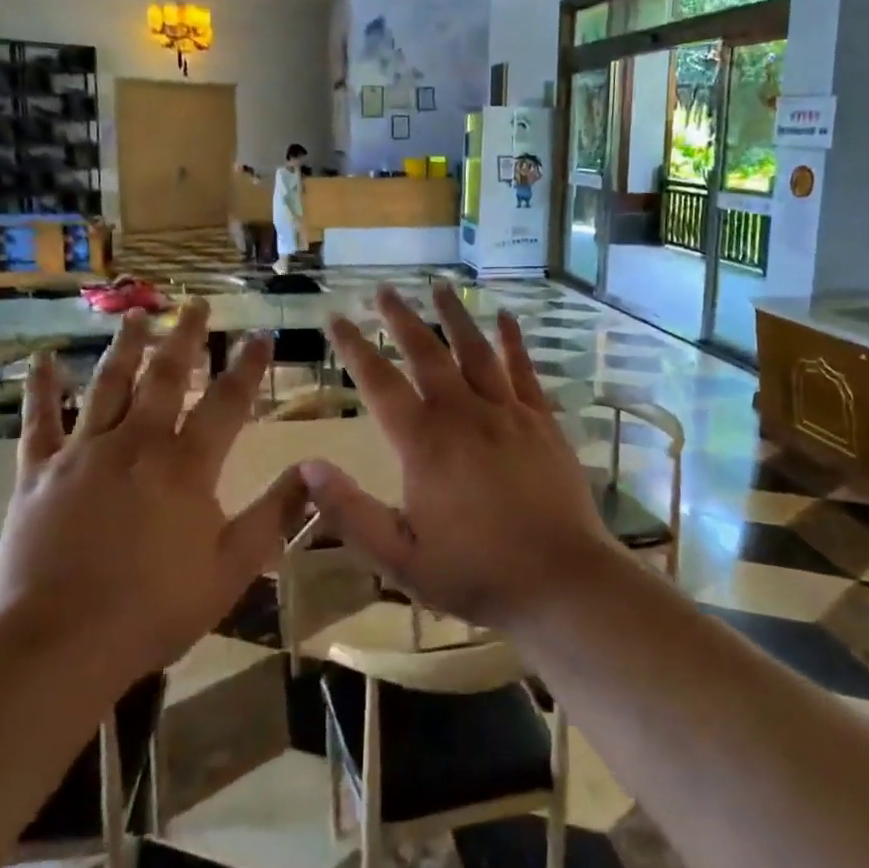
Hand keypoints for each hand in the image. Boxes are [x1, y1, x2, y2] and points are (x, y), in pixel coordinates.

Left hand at [0, 302, 304, 679]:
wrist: (56, 644)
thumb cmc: (153, 609)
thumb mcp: (232, 567)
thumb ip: (275, 513)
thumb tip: (314, 470)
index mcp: (186, 465)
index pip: (227, 401)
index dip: (248, 366)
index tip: (260, 335)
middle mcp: (137, 443)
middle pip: (166, 376)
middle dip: (185, 337)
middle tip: (195, 303)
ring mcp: (83, 453)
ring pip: (108, 385)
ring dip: (125, 346)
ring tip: (136, 314)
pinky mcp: (38, 473)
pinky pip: (40, 421)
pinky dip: (42, 388)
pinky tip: (41, 359)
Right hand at [303, 285, 616, 628]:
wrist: (561, 581)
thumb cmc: (476, 573)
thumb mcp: (399, 557)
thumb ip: (350, 512)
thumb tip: (308, 466)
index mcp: (424, 444)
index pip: (379, 383)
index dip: (354, 348)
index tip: (337, 318)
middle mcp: (463, 414)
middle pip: (426, 353)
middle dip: (401, 318)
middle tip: (384, 289)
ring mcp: (507, 413)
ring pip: (475, 350)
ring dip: (454, 316)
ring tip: (440, 286)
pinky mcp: (542, 421)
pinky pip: (523, 369)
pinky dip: (512, 340)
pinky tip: (505, 316)